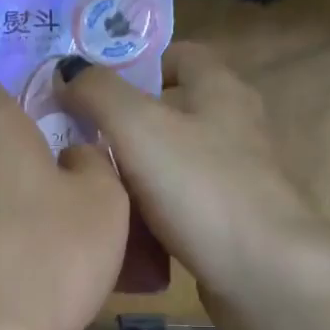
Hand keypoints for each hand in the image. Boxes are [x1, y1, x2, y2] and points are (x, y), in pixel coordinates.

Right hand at [57, 42, 315, 301]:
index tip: (91, 86)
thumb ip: (98, 94)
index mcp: (221, 91)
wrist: (263, 273)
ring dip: (134, 170)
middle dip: (125, 122)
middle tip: (75, 137)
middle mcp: (233, 128)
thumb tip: (66, 70)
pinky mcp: (227, 223)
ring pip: (171, 162)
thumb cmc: (202, 189)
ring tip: (89, 183)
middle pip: (173, 111)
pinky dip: (149, 211)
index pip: (181, 55)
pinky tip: (119, 226)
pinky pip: (177, 206)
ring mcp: (233, 179)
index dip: (136, 63)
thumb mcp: (139, 128)